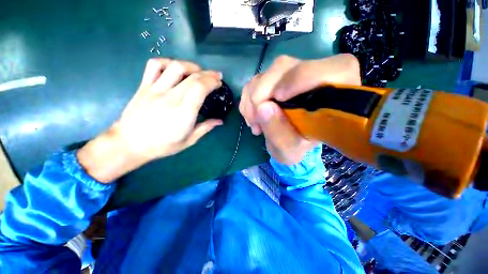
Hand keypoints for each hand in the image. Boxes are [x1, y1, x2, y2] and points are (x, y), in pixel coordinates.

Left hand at [77, 58, 222, 182]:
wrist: (129, 143)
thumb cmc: (162, 145)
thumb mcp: (189, 141)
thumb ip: (205, 128)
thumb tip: (220, 121)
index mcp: (184, 112)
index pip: (200, 88)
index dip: (212, 82)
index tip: (219, 83)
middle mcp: (171, 97)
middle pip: (193, 76)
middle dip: (208, 74)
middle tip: (216, 76)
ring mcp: (155, 90)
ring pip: (175, 67)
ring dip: (191, 66)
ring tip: (199, 71)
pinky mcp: (144, 86)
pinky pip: (154, 65)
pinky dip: (167, 62)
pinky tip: (175, 68)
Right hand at [239, 54, 360, 164]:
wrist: (290, 140)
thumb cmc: (297, 147)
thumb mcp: (289, 150)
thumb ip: (279, 133)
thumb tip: (262, 108)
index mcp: (336, 95)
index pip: (334, 70)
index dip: (301, 78)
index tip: (277, 98)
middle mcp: (317, 76)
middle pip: (285, 67)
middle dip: (262, 93)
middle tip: (256, 120)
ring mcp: (295, 73)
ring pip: (268, 73)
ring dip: (252, 99)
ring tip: (254, 122)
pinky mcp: (278, 76)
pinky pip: (257, 79)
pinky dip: (249, 97)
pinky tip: (253, 115)